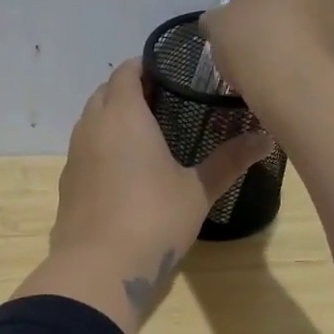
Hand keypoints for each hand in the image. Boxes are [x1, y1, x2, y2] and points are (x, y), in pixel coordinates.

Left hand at [13, 59, 272, 333]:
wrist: (98, 268)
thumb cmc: (153, 219)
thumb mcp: (198, 191)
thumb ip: (229, 160)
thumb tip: (266, 138)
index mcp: (123, 115)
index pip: (126, 71)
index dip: (146, 66)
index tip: (172, 73)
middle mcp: (92, 127)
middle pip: (105, 92)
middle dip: (129, 90)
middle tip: (165, 102)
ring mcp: (74, 155)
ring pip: (90, 121)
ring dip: (112, 119)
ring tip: (147, 134)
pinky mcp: (66, 183)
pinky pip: (84, 150)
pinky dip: (101, 147)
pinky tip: (124, 170)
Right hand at [197, 0, 333, 104]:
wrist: (301, 87)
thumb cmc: (258, 37)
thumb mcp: (219, 21)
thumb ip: (220, 15)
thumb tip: (221, 22)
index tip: (241, 19)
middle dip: (282, 9)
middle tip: (257, 39)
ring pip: (319, 17)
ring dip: (301, 32)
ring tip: (275, 63)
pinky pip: (330, 44)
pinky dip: (314, 55)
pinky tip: (293, 76)